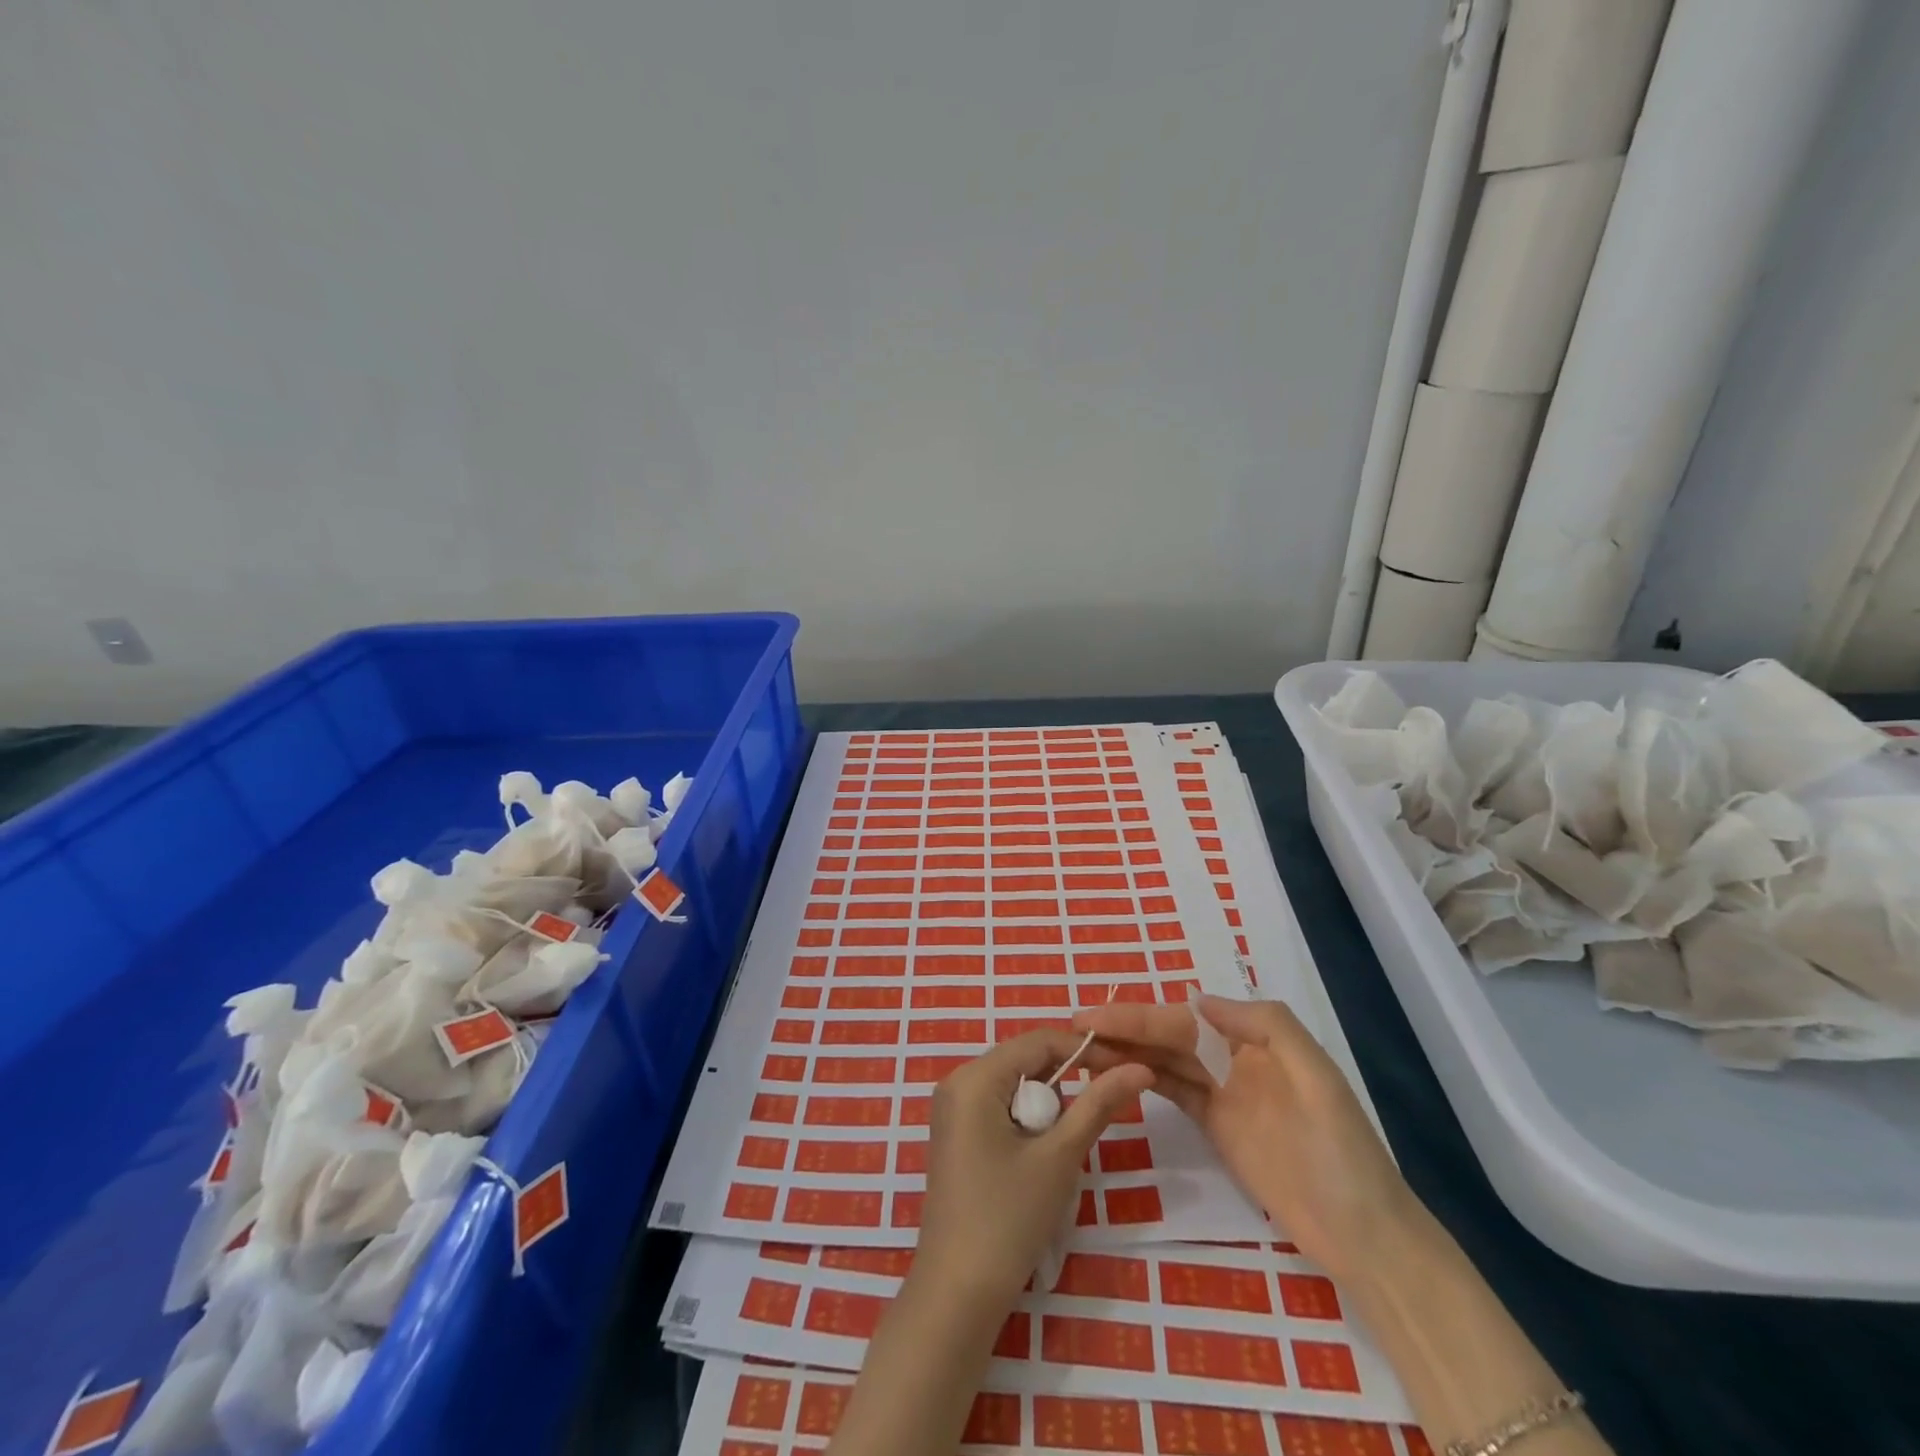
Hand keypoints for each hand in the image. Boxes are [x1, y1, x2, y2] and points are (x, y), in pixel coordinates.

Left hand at [915, 1029, 1153, 1317]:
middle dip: (1065, 1082)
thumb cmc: (1008, 1219)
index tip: (1126, 1067)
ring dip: (1047, 1107)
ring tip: (1062, 1149)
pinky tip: (1037, 1158)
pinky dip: (1027, 1122)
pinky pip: (999, 1107)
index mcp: (974, 1077)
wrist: (957, 1294)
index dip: (1085, 1049)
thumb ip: (1098, 1105)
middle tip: (1098, 1113)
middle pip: (1025, 1061)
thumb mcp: (1059, 1157)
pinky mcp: (955, 1135)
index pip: (1039, 1041)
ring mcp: (952, 1109)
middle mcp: (957, 1082)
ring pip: (1014, 1085)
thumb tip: (1140, 1068)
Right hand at [1074, 995, 1412, 1281]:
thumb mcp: (1319, 1079)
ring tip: (1082, 1049)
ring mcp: (1223, 1093)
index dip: (1138, 1015)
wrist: (1364, 1235)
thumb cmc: (1342, 1153)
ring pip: (1164, 1060)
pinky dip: (1143, 1077)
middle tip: (1073, 1028)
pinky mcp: (1216, 1126)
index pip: (1183, 1020)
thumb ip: (1265, 1026)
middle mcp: (1233, 1057)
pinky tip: (1113, 1073)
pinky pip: (1173, 1091)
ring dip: (1126, 1051)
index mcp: (1255, 1038)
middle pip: (1168, 1035)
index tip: (1094, 1016)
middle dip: (1123, 1028)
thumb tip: (1197, 998)